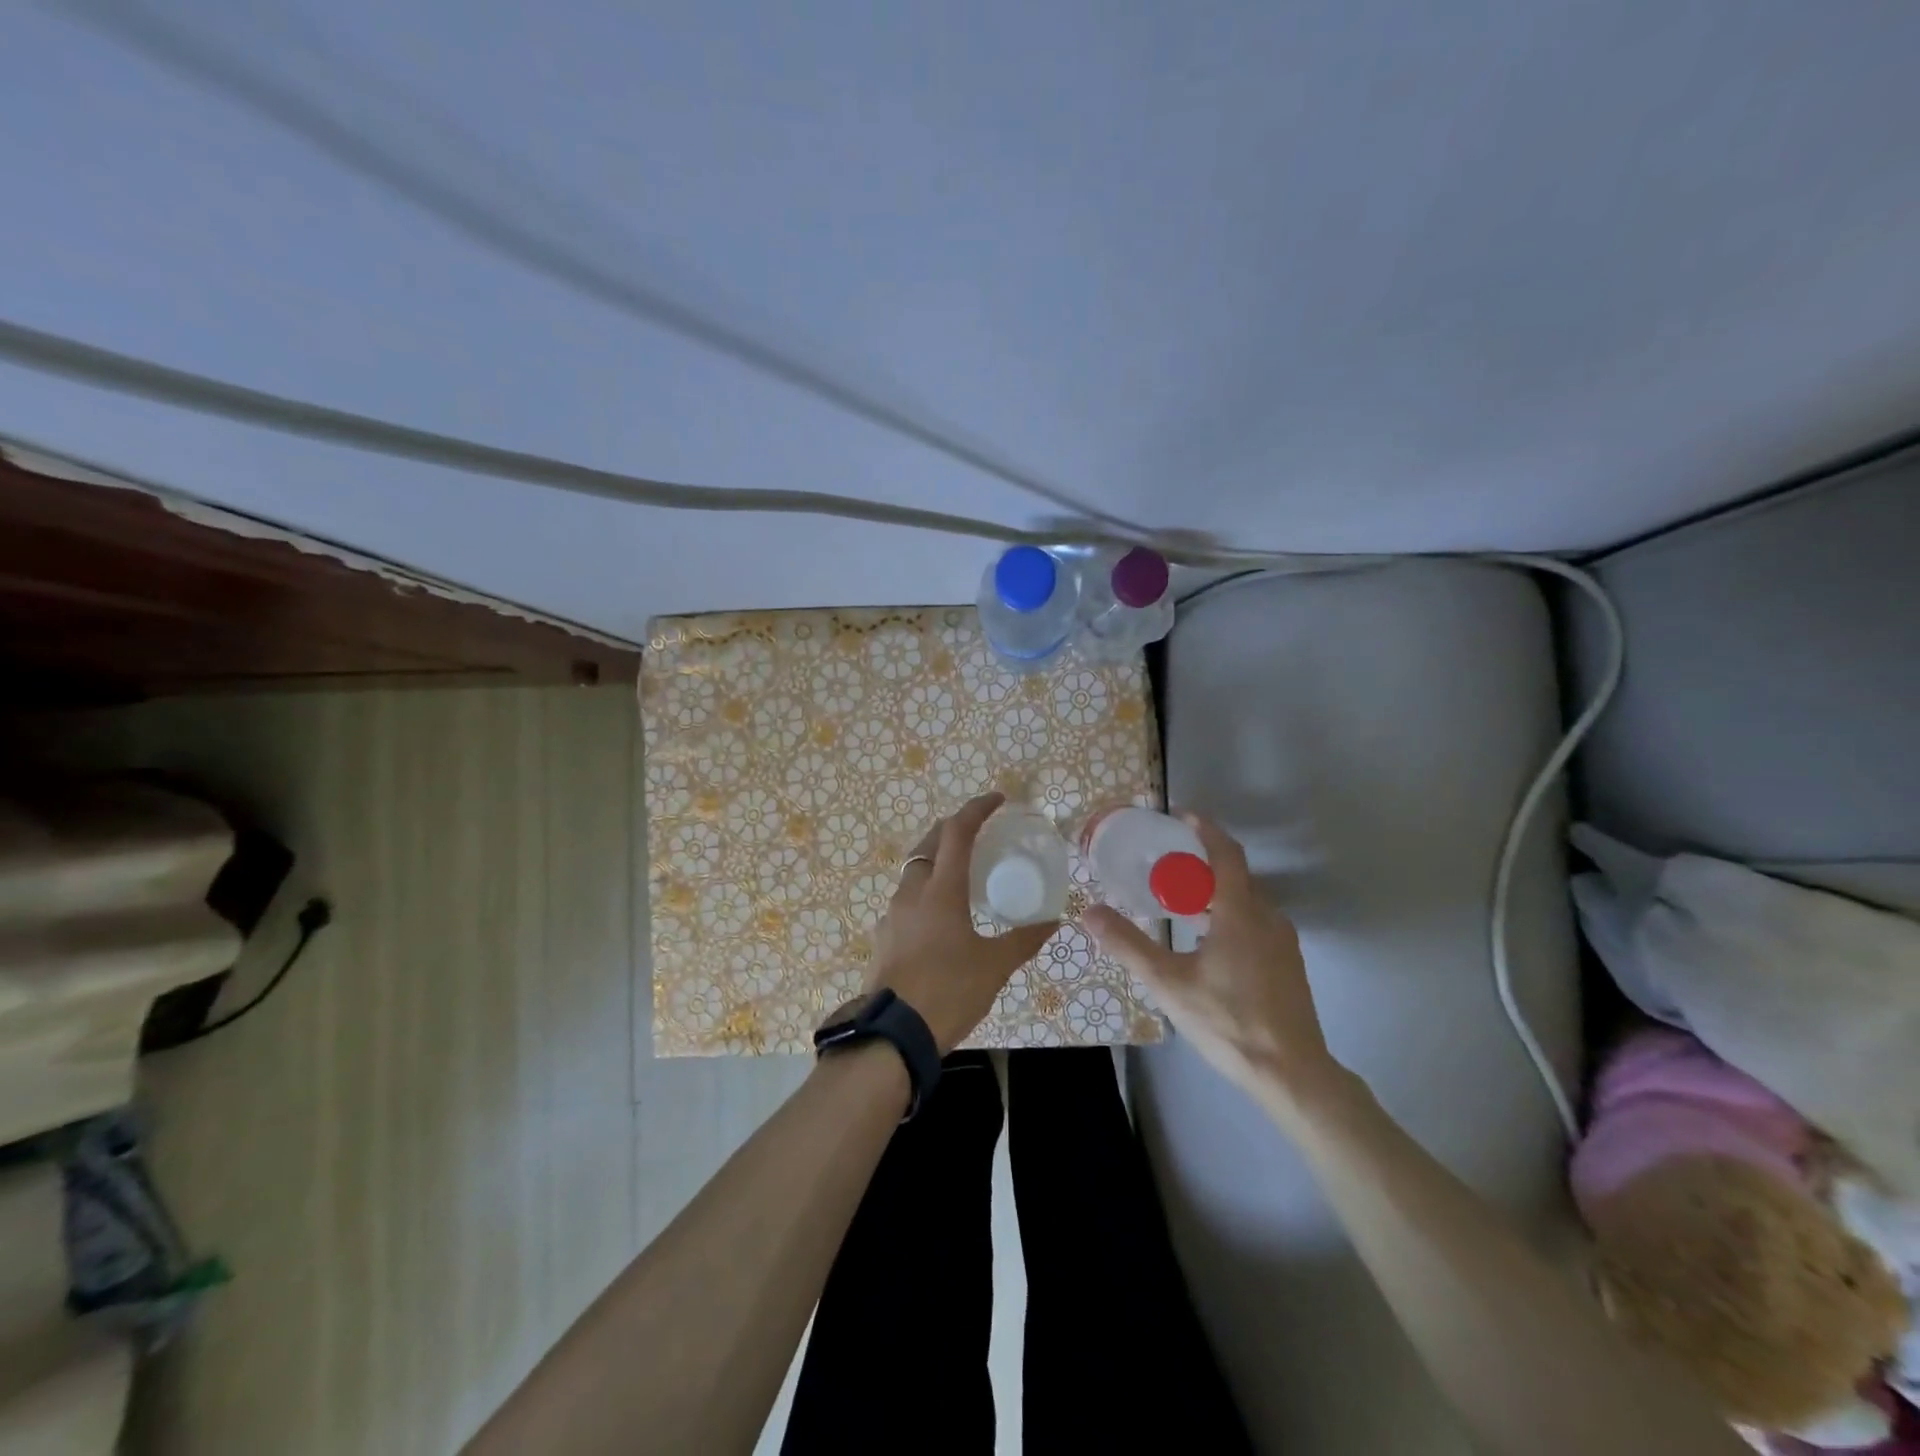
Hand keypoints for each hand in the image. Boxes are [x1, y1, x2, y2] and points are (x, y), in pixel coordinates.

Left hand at [866, 792, 1057, 1052]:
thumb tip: (1053, 922)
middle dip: (954, 828)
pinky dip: (926, 889)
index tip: (997, 799)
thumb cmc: (948, 992)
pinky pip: (907, 897)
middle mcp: (912, 891)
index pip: (957, 831)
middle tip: (979, 831)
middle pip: (930, 843)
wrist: (893, 1034)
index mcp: (941, 889)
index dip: (977, 808)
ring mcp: (892, 913)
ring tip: (962, 872)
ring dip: (937, 858)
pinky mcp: (884, 935)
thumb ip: (1023, 940)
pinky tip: (940, 915)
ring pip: (915, 869)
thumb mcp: (994, 966)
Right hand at [1083, 810, 1344, 1115]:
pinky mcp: (1289, 965)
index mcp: (1240, 913)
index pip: (1226, 854)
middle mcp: (1267, 918)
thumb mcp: (1167, 982)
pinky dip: (1231, 915)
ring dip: (1217, 892)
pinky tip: (1209, 943)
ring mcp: (1284, 942)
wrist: (1291, 1073)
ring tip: (1182, 904)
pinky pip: (1257, 922)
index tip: (1183, 816)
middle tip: (1168, 867)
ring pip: (1248, 901)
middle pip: (1237, 876)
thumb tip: (1090, 911)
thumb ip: (1128, 944)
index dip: (1205, 830)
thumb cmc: (1227, 1020)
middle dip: (1204, 864)